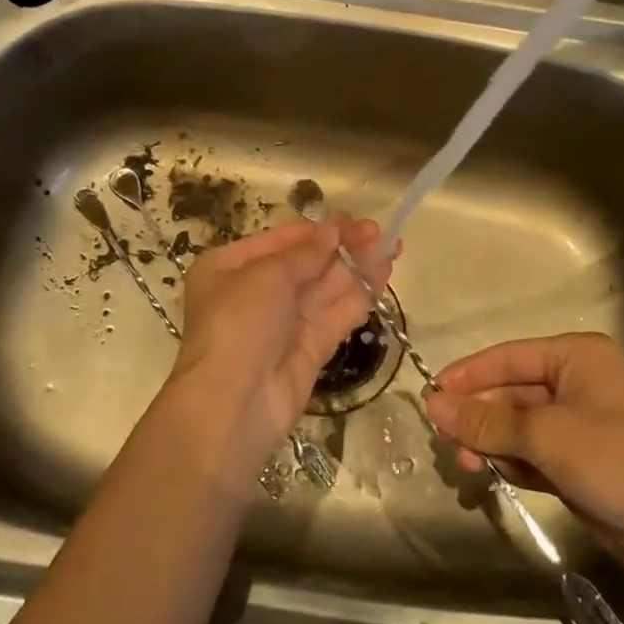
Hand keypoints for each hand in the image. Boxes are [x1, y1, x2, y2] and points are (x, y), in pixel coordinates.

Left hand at [164, 215, 392, 478]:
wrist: (233, 403)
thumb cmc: (239, 323)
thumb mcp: (268, 275)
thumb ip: (306, 252)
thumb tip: (333, 229)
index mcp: (231, 267)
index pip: (282, 240)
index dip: (319, 229)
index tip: (354, 219)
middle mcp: (255, 292)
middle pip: (306, 263)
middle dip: (343, 247)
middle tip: (380, 233)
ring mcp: (284, 323)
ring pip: (325, 289)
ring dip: (357, 268)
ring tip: (392, 248)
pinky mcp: (308, 350)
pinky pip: (335, 316)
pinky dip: (359, 297)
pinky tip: (383, 277)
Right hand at [423, 333, 623, 590]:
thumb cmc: (620, 460)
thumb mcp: (547, 434)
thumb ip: (487, 420)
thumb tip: (433, 403)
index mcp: (576, 358)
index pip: (507, 358)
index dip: (467, 376)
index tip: (429, 396)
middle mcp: (577, 385)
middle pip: (511, 393)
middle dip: (478, 416)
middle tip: (445, 442)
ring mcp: (580, 428)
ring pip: (518, 427)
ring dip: (491, 443)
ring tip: (467, 467)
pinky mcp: (581, 466)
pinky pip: (533, 455)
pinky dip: (512, 463)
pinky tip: (493, 476)